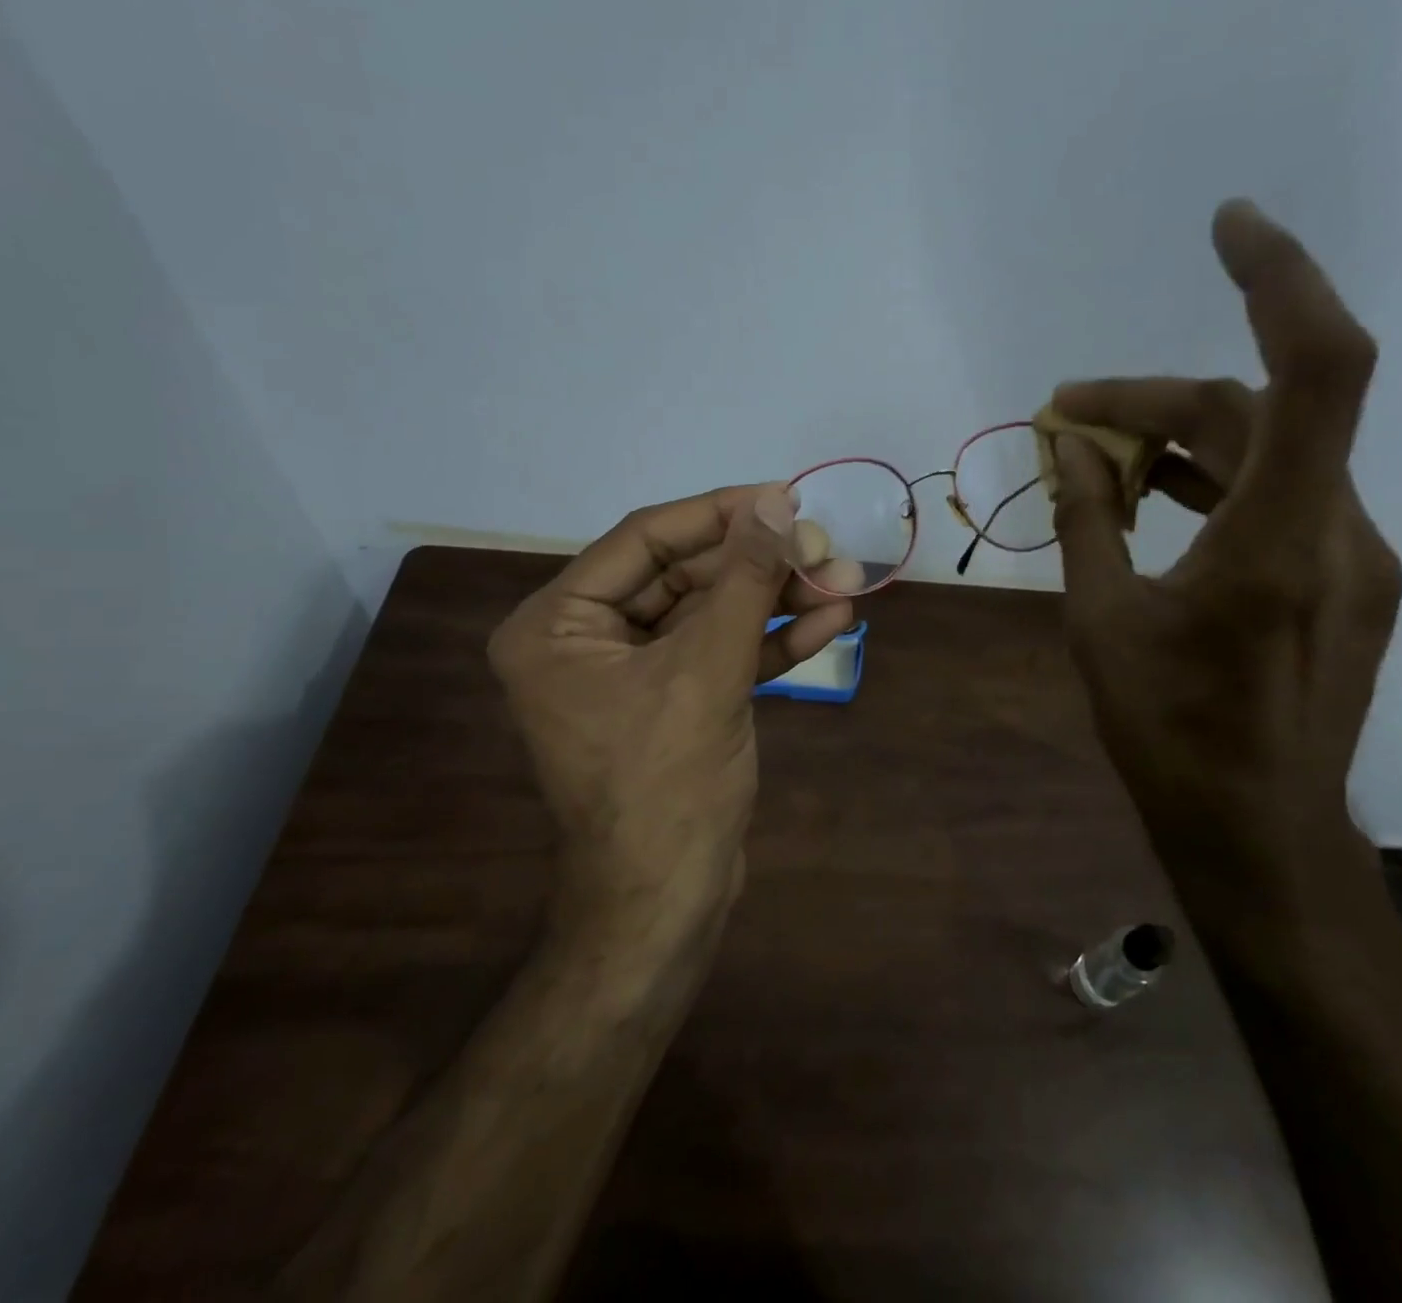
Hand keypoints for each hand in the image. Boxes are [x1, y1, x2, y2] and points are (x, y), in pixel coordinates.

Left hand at [488, 484, 861, 942]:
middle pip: (683, 576)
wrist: (668, 905)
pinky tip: (829, 621)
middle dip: (759, 564)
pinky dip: (770, 641)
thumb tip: (777, 505)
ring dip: (776, 600)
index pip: (644, 540)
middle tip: (825, 545)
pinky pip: (721, 656)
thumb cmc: (666, 786)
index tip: (783, 497)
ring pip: (711, 616)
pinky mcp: (675, 704)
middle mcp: (586, 641)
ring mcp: (634, 675)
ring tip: (844, 579)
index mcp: (557, 624)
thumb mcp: (707, 671)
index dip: (718, 514)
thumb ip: (742, 581)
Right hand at [1050, 200, 1401, 925]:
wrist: (1255, 831)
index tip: (1225, 228)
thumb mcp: (1101, 624)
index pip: (1316, 370)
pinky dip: (1210, 482)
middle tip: (1064, 417)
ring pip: (1266, 456)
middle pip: (1252, 416)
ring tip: (1094, 457)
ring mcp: (1354, 557)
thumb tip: (1063, 447)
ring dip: (1179, 442)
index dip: (1280, 279)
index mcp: (1281, 541)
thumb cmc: (1167, 736)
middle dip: (1151, 403)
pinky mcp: (1345, 580)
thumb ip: (1085, 522)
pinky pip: (1276, 497)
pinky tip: (1150, 498)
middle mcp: (1340, 531)